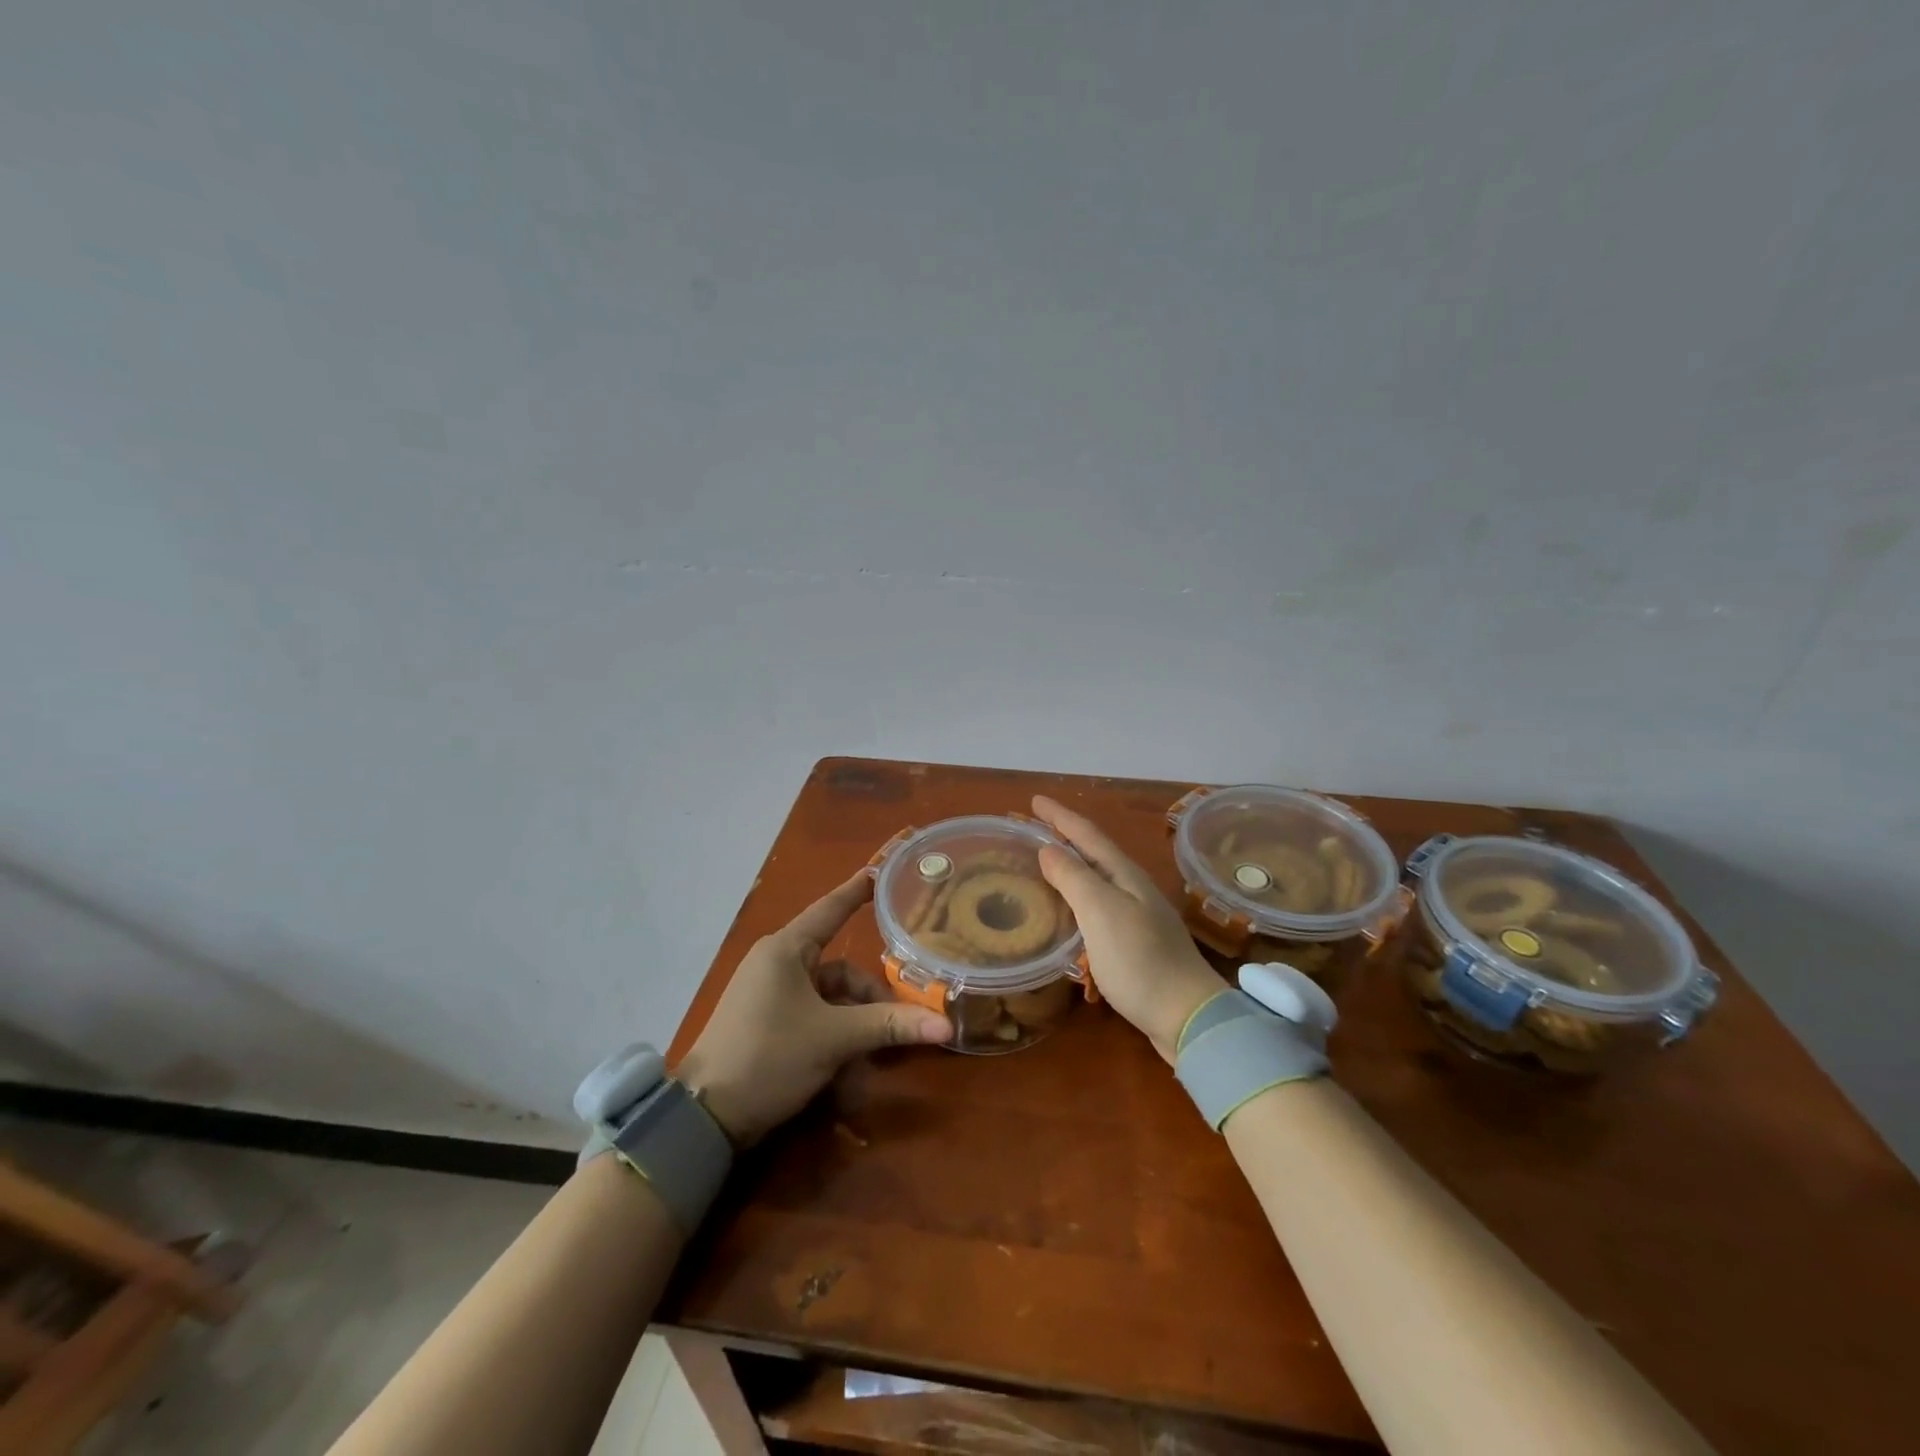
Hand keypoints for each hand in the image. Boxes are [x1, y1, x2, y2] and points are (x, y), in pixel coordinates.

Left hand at [674, 871, 951, 1144]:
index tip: (882, 871)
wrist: (705, 1117)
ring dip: (855, 1027)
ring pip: (830, 1000)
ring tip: (875, 1060)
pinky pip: (814, 1019)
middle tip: (903, 1022)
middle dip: (871, 999)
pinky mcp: (769, 1024)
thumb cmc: (769, 1056)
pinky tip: (849, 1074)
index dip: (859, 890)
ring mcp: (771, 996)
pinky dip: (834, 1039)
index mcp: (786, 950)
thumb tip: (945, 1026)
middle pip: (841, 970)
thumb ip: (889, 1026)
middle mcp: (778, 965)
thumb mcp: (834, 1039)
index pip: (832, 908)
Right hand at [1032, 796, 1227, 1064]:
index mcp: (1124, 875)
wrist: (1187, 1015)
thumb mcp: (1101, 912)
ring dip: (1070, 866)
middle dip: (1064, 836)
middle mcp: (1132, 888)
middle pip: (1093, 852)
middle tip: (1032, 829)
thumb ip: (1073, 878)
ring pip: (1096, 879)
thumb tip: (1048, 849)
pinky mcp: (1135, 942)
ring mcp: (1137, 915)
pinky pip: (1098, 906)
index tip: (1034, 799)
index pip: (1086, 834)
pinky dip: (1077, 898)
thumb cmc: (1139, 960)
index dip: (1060, 816)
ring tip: (1043, 864)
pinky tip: (1066, 911)